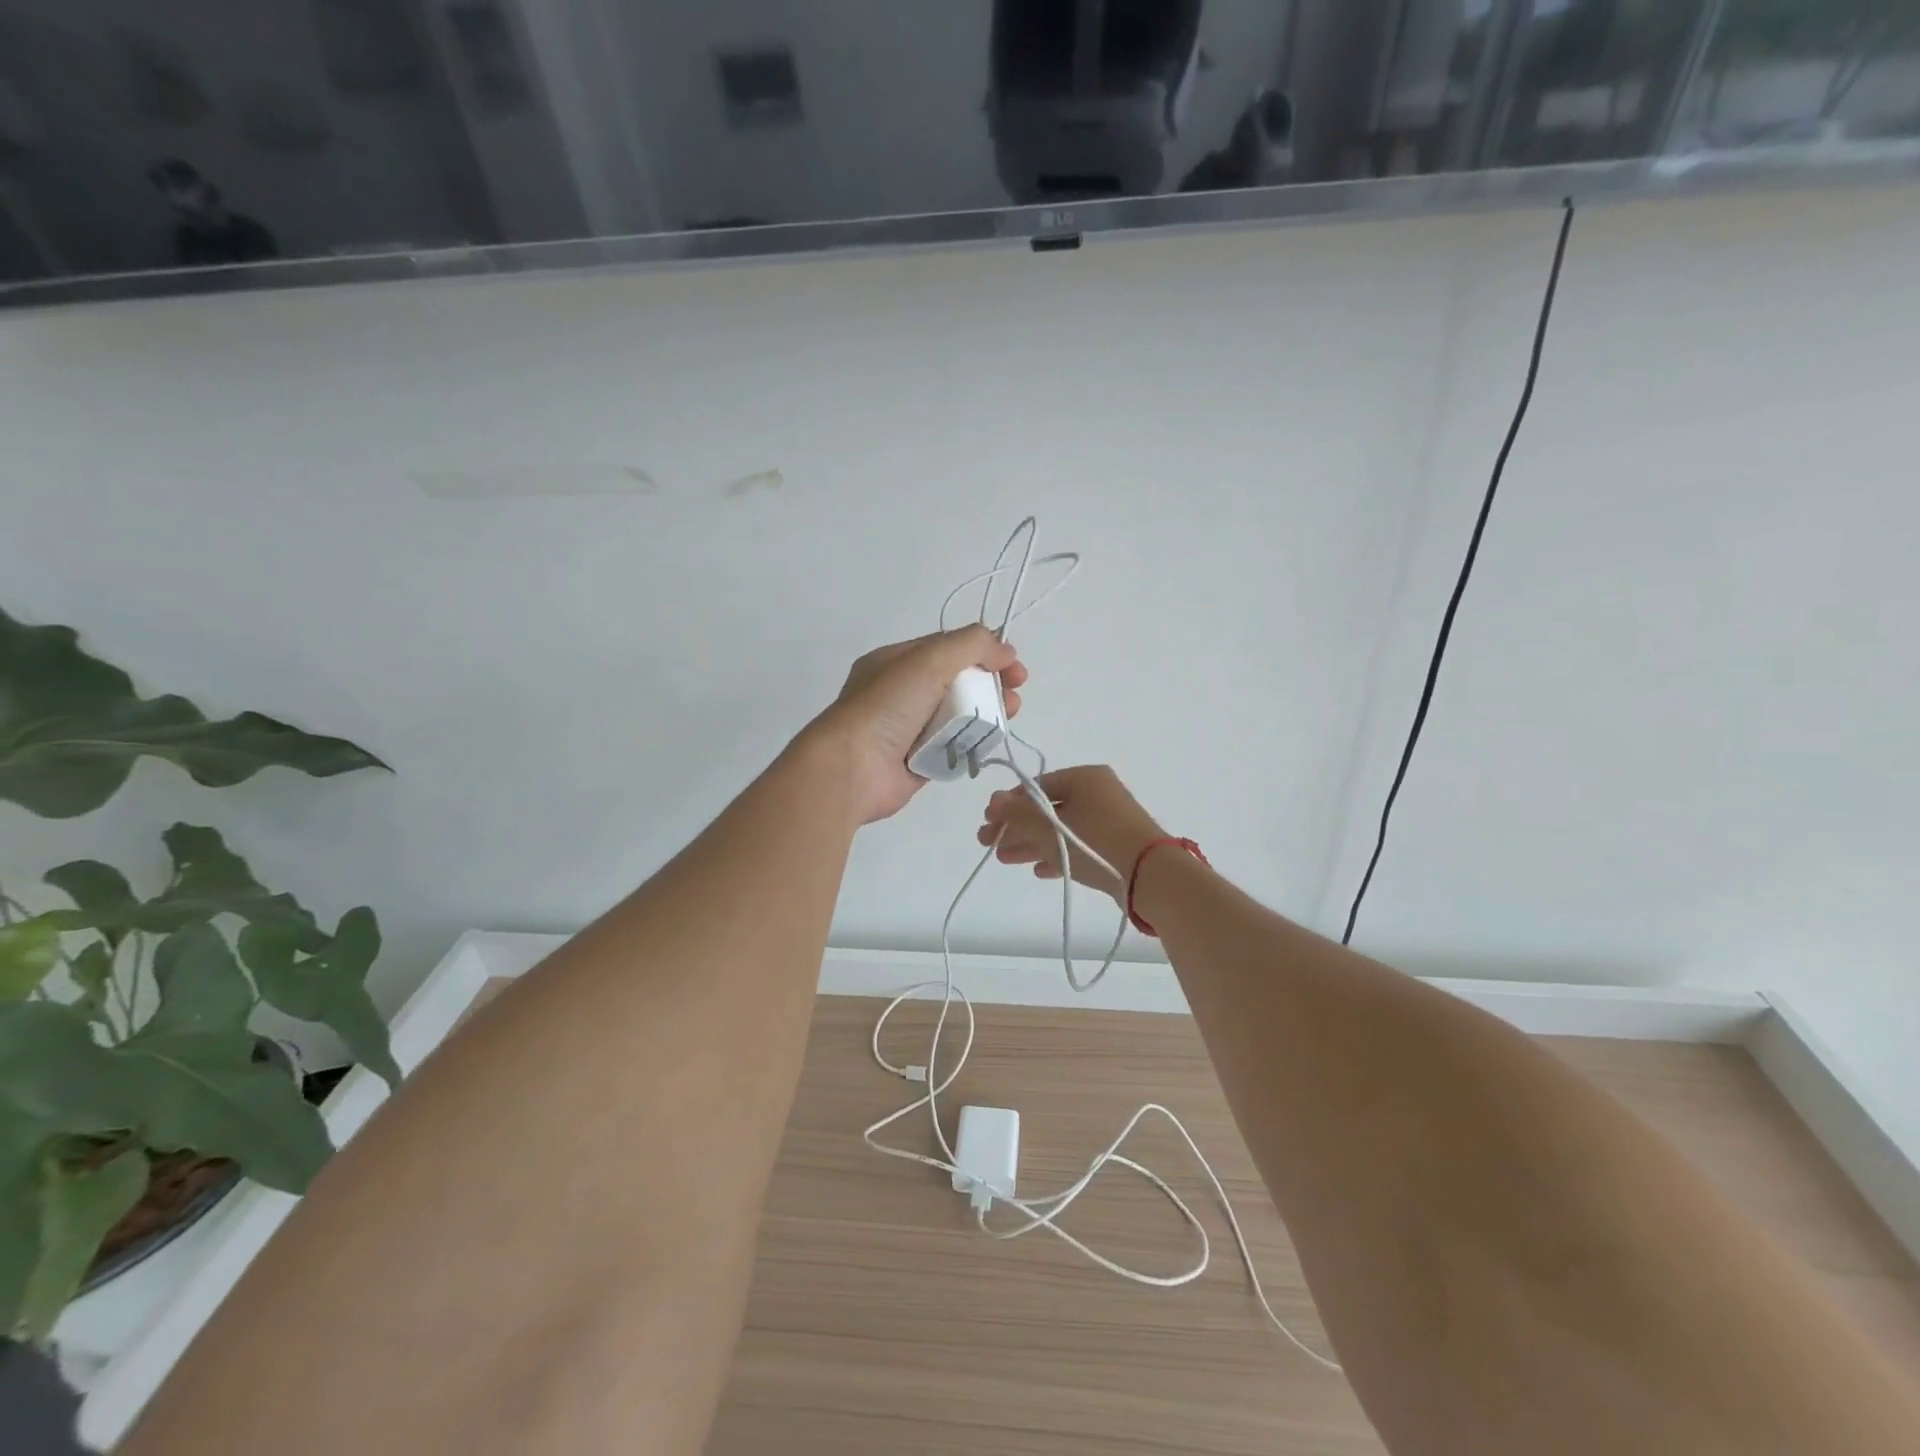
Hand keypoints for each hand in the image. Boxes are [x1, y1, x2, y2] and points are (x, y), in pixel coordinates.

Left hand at [805, 626, 1026, 824]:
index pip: (950, 648)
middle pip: (958, 682)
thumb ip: (971, 645)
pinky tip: (989, 743)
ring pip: (959, 716)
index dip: (985, 653)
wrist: (852, 768)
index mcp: (897, 662)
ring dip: (987, 714)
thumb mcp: (929, 660)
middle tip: (1015, 695)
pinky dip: (973, 744)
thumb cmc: (887, 707)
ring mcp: (910, 728)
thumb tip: (1005, 649)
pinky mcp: (919, 761)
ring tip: (1008, 717)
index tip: (1014, 666)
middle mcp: (903, 692)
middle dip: (991, 685)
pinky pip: (954, 747)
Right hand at [977, 765, 1164, 901]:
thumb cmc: (1095, 842)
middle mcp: (1097, 793)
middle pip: (1047, 809)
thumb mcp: (1050, 828)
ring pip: (1061, 829)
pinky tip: (1037, 870)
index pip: (1037, 786)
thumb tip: (994, 799)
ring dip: (1031, 842)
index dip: (1009, 803)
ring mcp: (1109, 820)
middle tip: (988, 843)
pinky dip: (1057, 854)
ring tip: (1003, 858)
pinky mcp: (1116, 845)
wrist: (1150, 876)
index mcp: (1084, 778)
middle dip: (1016, 827)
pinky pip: (1078, 845)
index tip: (988, 820)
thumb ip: (1018, 815)